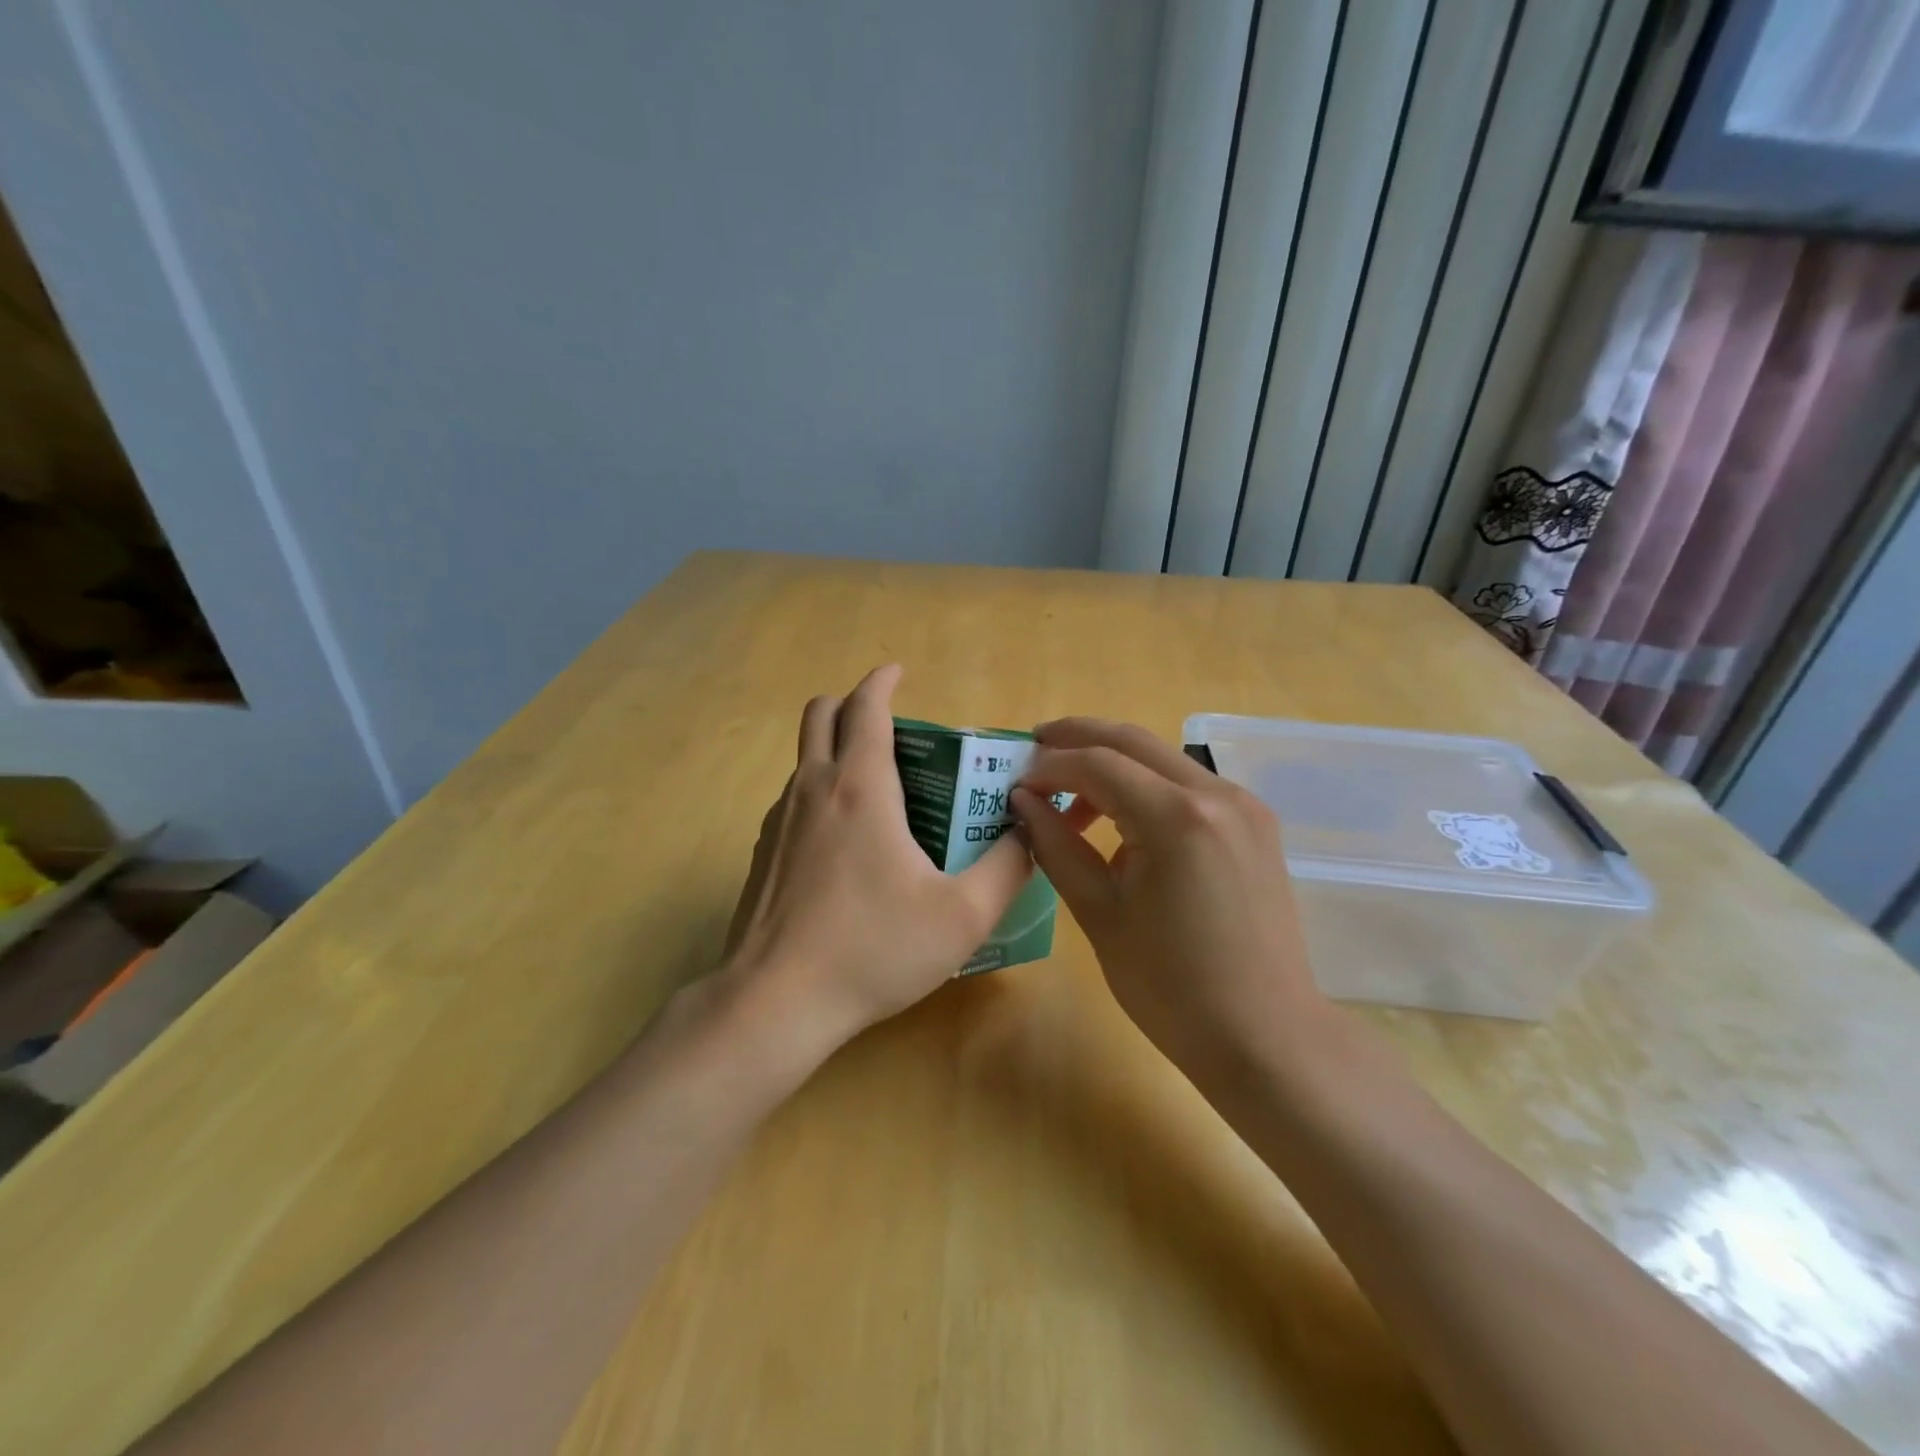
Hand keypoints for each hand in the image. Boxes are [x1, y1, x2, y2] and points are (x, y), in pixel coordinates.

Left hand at [720, 664, 1033, 1059]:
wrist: (775, 1002)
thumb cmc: (872, 949)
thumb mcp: (962, 915)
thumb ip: (1008, 867)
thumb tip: (1029, 831)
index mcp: (860, 787)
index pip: (866, 707)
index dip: (883, 681)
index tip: (898, 672)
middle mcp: (813, 789)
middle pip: (820, 714)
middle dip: (852, 704)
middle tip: (892, 730)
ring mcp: (778, 820)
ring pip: (804, 758)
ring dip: (836, 751)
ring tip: (879, 793)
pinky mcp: (763, 853)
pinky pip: (793, 799)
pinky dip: (820, 793)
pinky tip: (846, 846)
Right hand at [1010, 718, 1327, 1084]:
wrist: (1265, 1036)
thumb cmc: (1172, 988)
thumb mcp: (1100, 916)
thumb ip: (1057, 847)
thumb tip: (1023, 802)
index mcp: (1177, 818)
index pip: (1097, 764)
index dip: (1049, 767)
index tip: (1015, 784)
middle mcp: (1217, 794)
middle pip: (1133, 741)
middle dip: (1078, 738)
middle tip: (1034, 746)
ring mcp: (1244, 806)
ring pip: (1163, 759)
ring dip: (1112, 763)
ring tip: (1069, 796)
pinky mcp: (1255, 825)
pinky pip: (1188, 786)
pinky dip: (1147, 787)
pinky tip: (1122, 821)